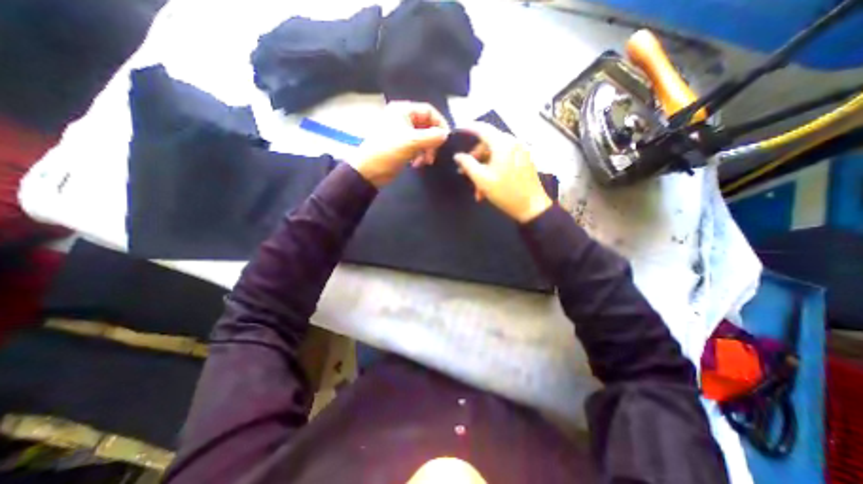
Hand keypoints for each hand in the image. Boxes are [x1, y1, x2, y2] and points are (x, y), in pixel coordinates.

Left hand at [345, 101, 448, 186]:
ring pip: (423, 138)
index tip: (445, 139)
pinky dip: (419, 155)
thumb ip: (432, 137)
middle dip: (432, 142)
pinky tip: (416, 165)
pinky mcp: (401, 146)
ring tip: (424, 163)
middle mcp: (403, 118)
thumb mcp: (412, 142)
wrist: (369, 171)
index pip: (429, 111)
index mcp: (403, 111)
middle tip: (432, 156)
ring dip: (426, 151)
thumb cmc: (388, 151)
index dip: (439, 124)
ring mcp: (402, 133)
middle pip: (427, 126)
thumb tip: (446, 134)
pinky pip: (417, 147)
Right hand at [453, 124, 552, 221]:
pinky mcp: (524, 160)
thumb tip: (458, 156)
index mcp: (503, 144)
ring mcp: (520, 151)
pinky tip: (488, 186)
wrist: (532, 207)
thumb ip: (467, 164)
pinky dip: (493, 169)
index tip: (457, 129)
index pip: (482, 128)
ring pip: (495, 154)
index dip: (468, 128)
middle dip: (474, 159)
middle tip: (464, 173)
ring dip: (483, 169)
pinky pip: (504, 159)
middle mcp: (513, 142)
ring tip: (477, 189)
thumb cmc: (505, 192)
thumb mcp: (482, 179)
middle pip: (487, 144)